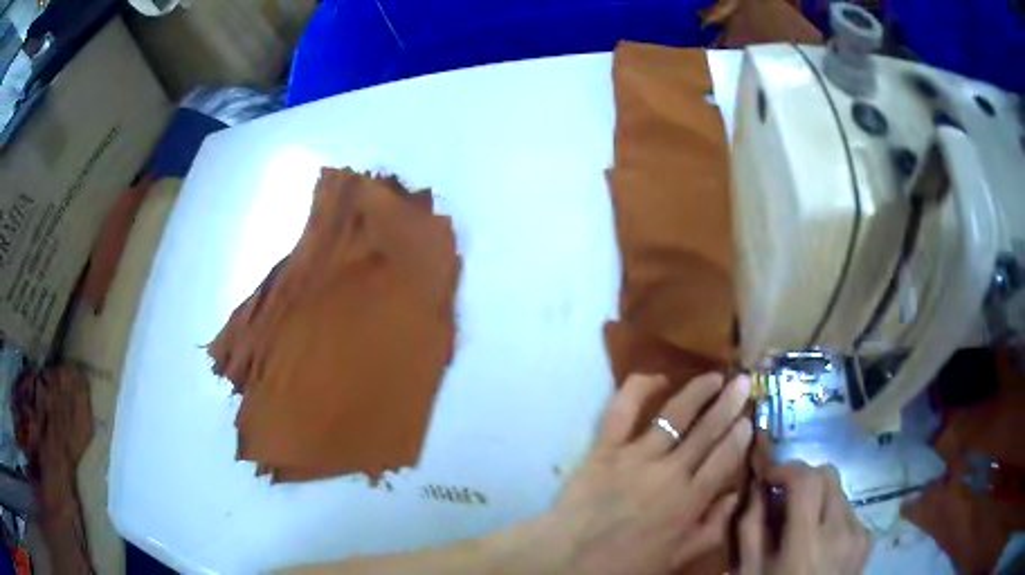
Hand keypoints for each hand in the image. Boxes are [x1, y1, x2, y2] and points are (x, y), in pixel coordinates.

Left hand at [538, 372, 753, 574]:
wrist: (568, 561)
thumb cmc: (625, 565)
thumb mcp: (677, 558)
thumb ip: (712, 529)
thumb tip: (736, 496)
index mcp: (689, 501)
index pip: (725, 459)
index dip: (740, 436)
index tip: (749, 418)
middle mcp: (670, 472)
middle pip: (707, 431)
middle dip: (729, 404)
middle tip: (743, 383)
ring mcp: (636, 457)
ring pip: (674, 415)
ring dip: (697, 392)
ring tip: (715, 376)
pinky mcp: (604, 449)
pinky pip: (621, 411)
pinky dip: (639, 389)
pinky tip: (658, 378)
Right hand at [738, 463, 870, 574]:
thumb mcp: (749, 570)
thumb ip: (750, 527)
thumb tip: (757, 486)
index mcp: (806, 544)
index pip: (806, 480)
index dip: (785, 468)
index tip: (767, 475)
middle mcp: (840, 532)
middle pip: (828, 474)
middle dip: (802, 478)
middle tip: (782, 495)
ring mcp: (858, 534)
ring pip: (839, 491)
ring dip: (817, 497)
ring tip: (800, 524)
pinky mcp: (867, 539)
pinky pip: (849, 511)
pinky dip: (831, 515)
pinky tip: (819, 540)